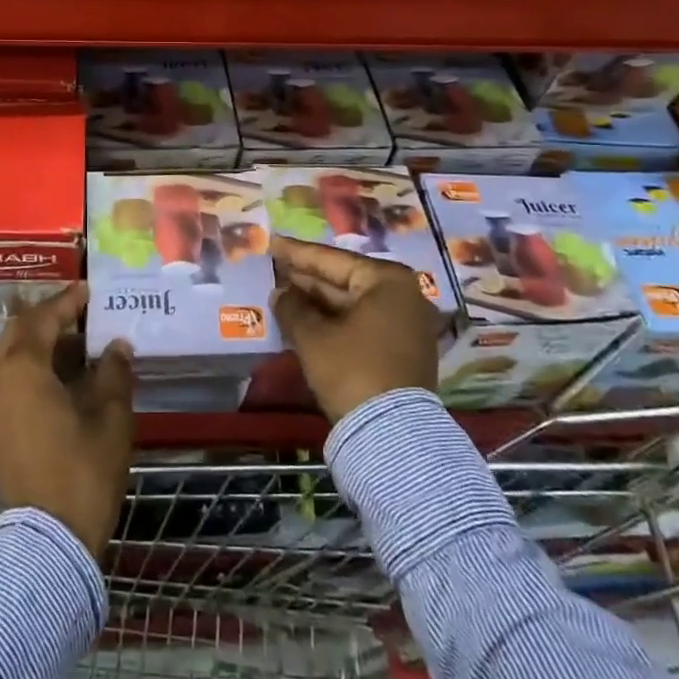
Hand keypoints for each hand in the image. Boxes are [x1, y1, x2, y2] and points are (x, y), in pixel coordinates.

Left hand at [0, 283, 133, 556]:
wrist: (46, 542)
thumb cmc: (82, 471)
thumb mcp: (110, 417)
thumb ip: (113, 372)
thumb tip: (116, 346)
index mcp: (21, 368)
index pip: (44, 318)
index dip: (68, 301)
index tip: (89, 289)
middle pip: (19, 330)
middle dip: (49, 317)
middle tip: (81, 312)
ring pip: (11, 354)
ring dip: (41, 343)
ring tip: (79, 343)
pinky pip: (8, 378)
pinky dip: (32, 366)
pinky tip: (63, 375)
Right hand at [270, 235, 442, 423]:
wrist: (393, 436)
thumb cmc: (352, 370)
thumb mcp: (313, 336)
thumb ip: (292, 307)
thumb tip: (280, 292)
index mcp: (387, 281)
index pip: (332, 259)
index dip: (297, 253)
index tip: (272, 242)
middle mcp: (403, 296)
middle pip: (344, 280)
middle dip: (307, 278)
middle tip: (274, 267)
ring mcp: (405, 325)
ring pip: (351, 304)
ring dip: (317, 301)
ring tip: (282, 291)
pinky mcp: (402, 351)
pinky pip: (360, 324)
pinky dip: (333, 321)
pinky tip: (304, 318)